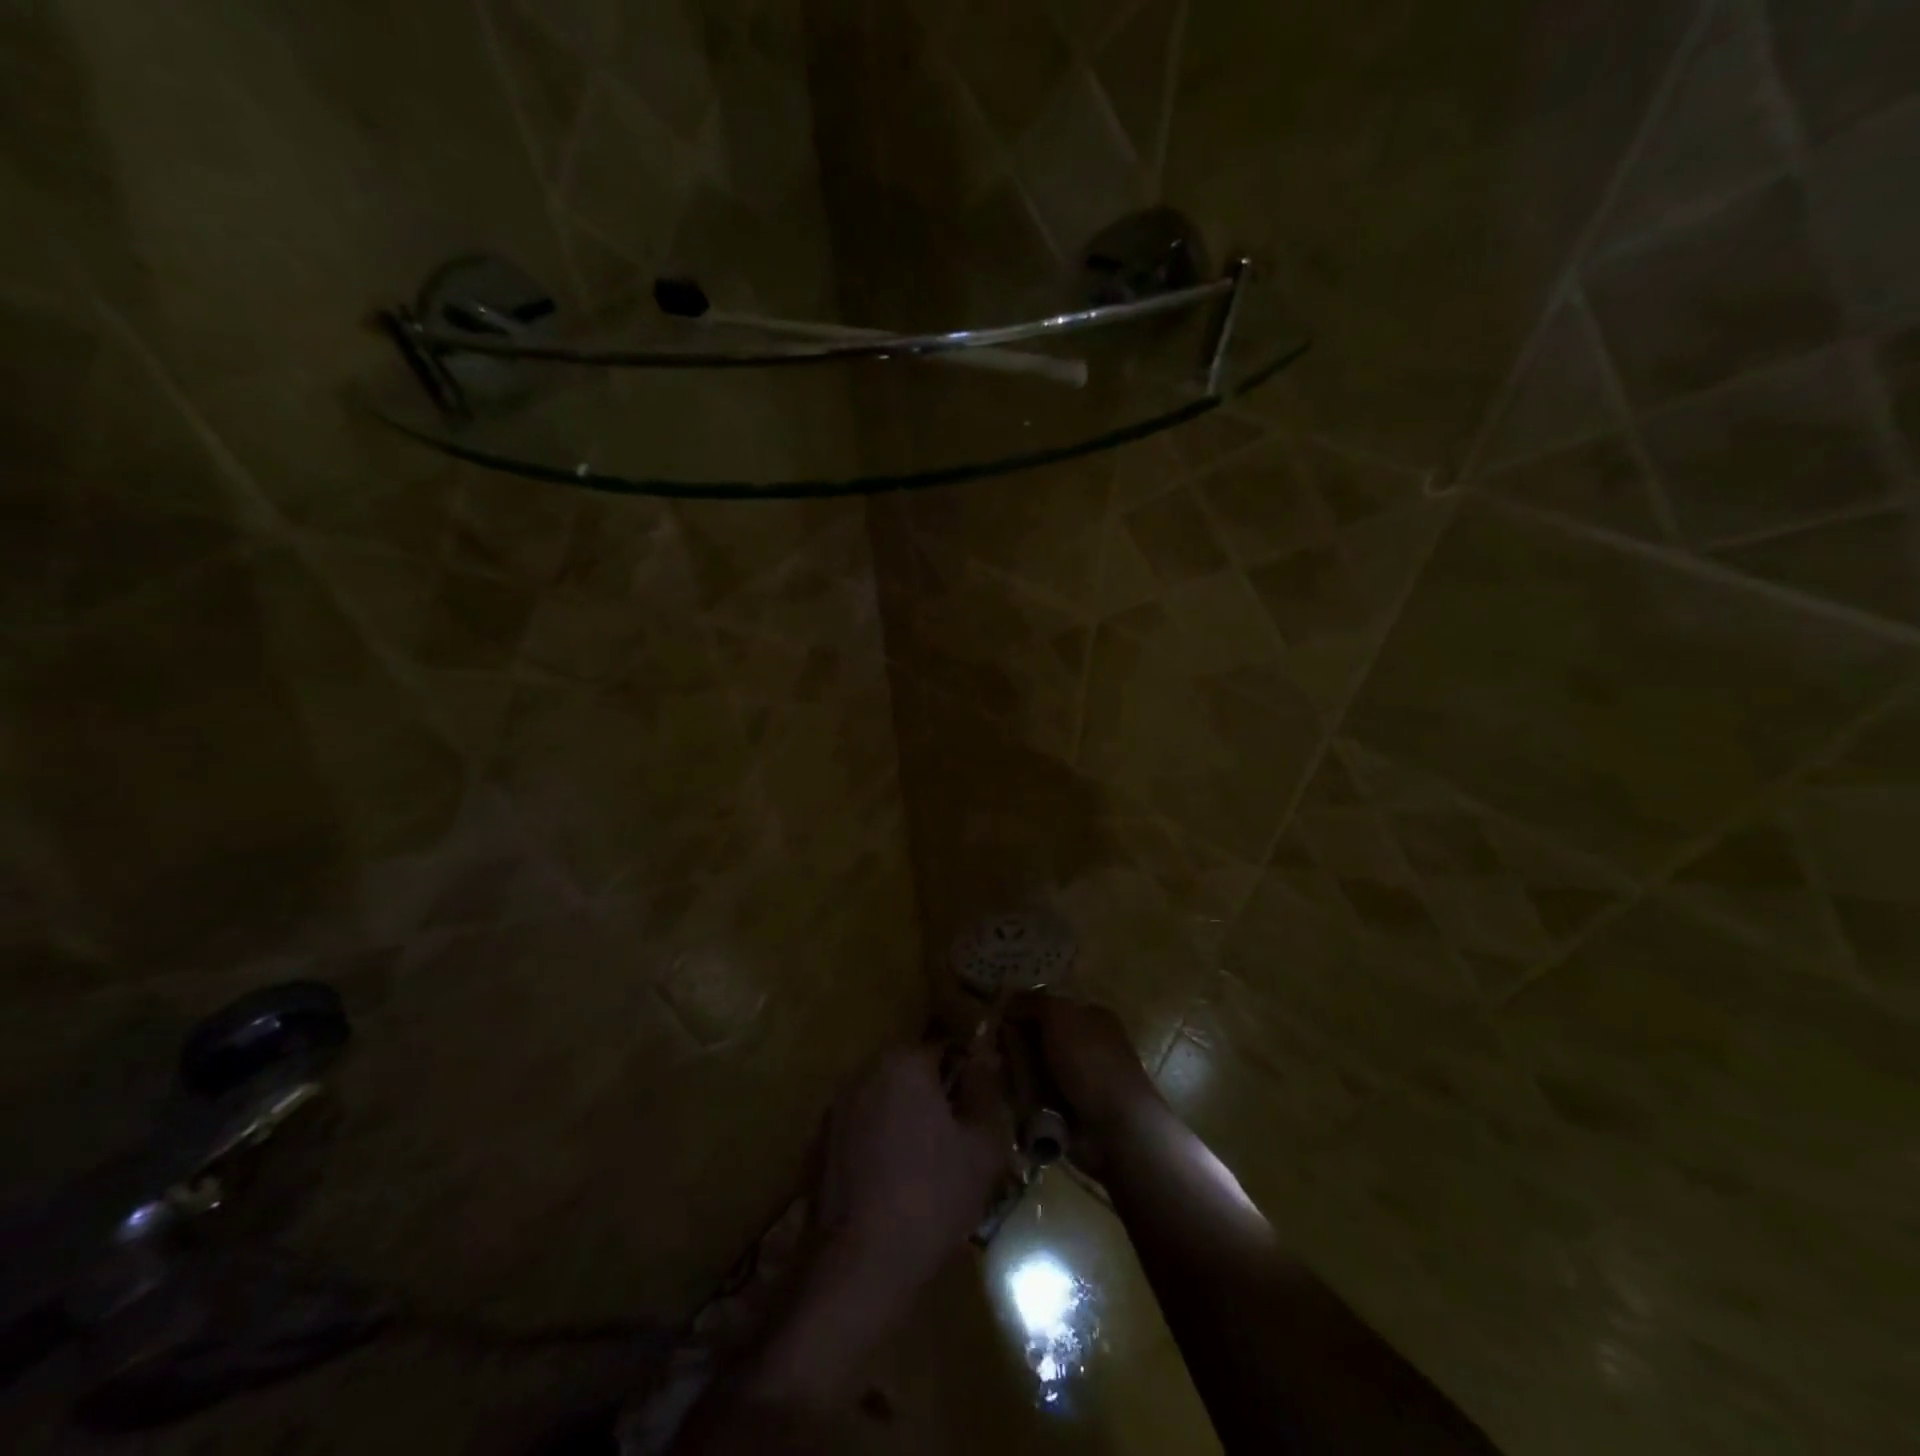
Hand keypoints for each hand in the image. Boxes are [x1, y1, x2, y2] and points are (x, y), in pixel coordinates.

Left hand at [810, 1043, 1010, 1295]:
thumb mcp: (982, 1148)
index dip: (967, 1077)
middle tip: (959, 1141)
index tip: (981, 1110)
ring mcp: (836, 1108)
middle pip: (911, 1073)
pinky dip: (879, 1145)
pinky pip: (862, 1130)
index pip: (944, 1048)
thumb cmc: (931, 1198)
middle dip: (935, 1097)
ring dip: (906, 1120)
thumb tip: (986, 1059)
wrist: (858, 1266)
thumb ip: (988, 1094)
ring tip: (929, 1167)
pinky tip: (895, 1185)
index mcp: (904, 1063)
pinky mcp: (819, 1144)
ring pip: (885, 1102)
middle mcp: (865, 1073)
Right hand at [1004, 995, 1163, 1175]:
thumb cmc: (1091, 1062)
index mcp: (1090, 1017)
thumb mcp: (1060, 1015)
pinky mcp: (1068, 1112)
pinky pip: (1035, 1098)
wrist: (1116, 1129)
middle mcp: (1085, 1046)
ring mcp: (1077, 1081)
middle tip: (996, 1053)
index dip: (1021, 1011)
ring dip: (1017, 1074)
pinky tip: (1013, 1100)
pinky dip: (1023, 1099)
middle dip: (1015, 1045)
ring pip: (1032, 1069)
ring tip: (1005, 1079)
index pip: (1047, 1006)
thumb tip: (1008, 1003)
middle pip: (1036, 1038)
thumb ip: (1032, 1002)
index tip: (997, 1021)